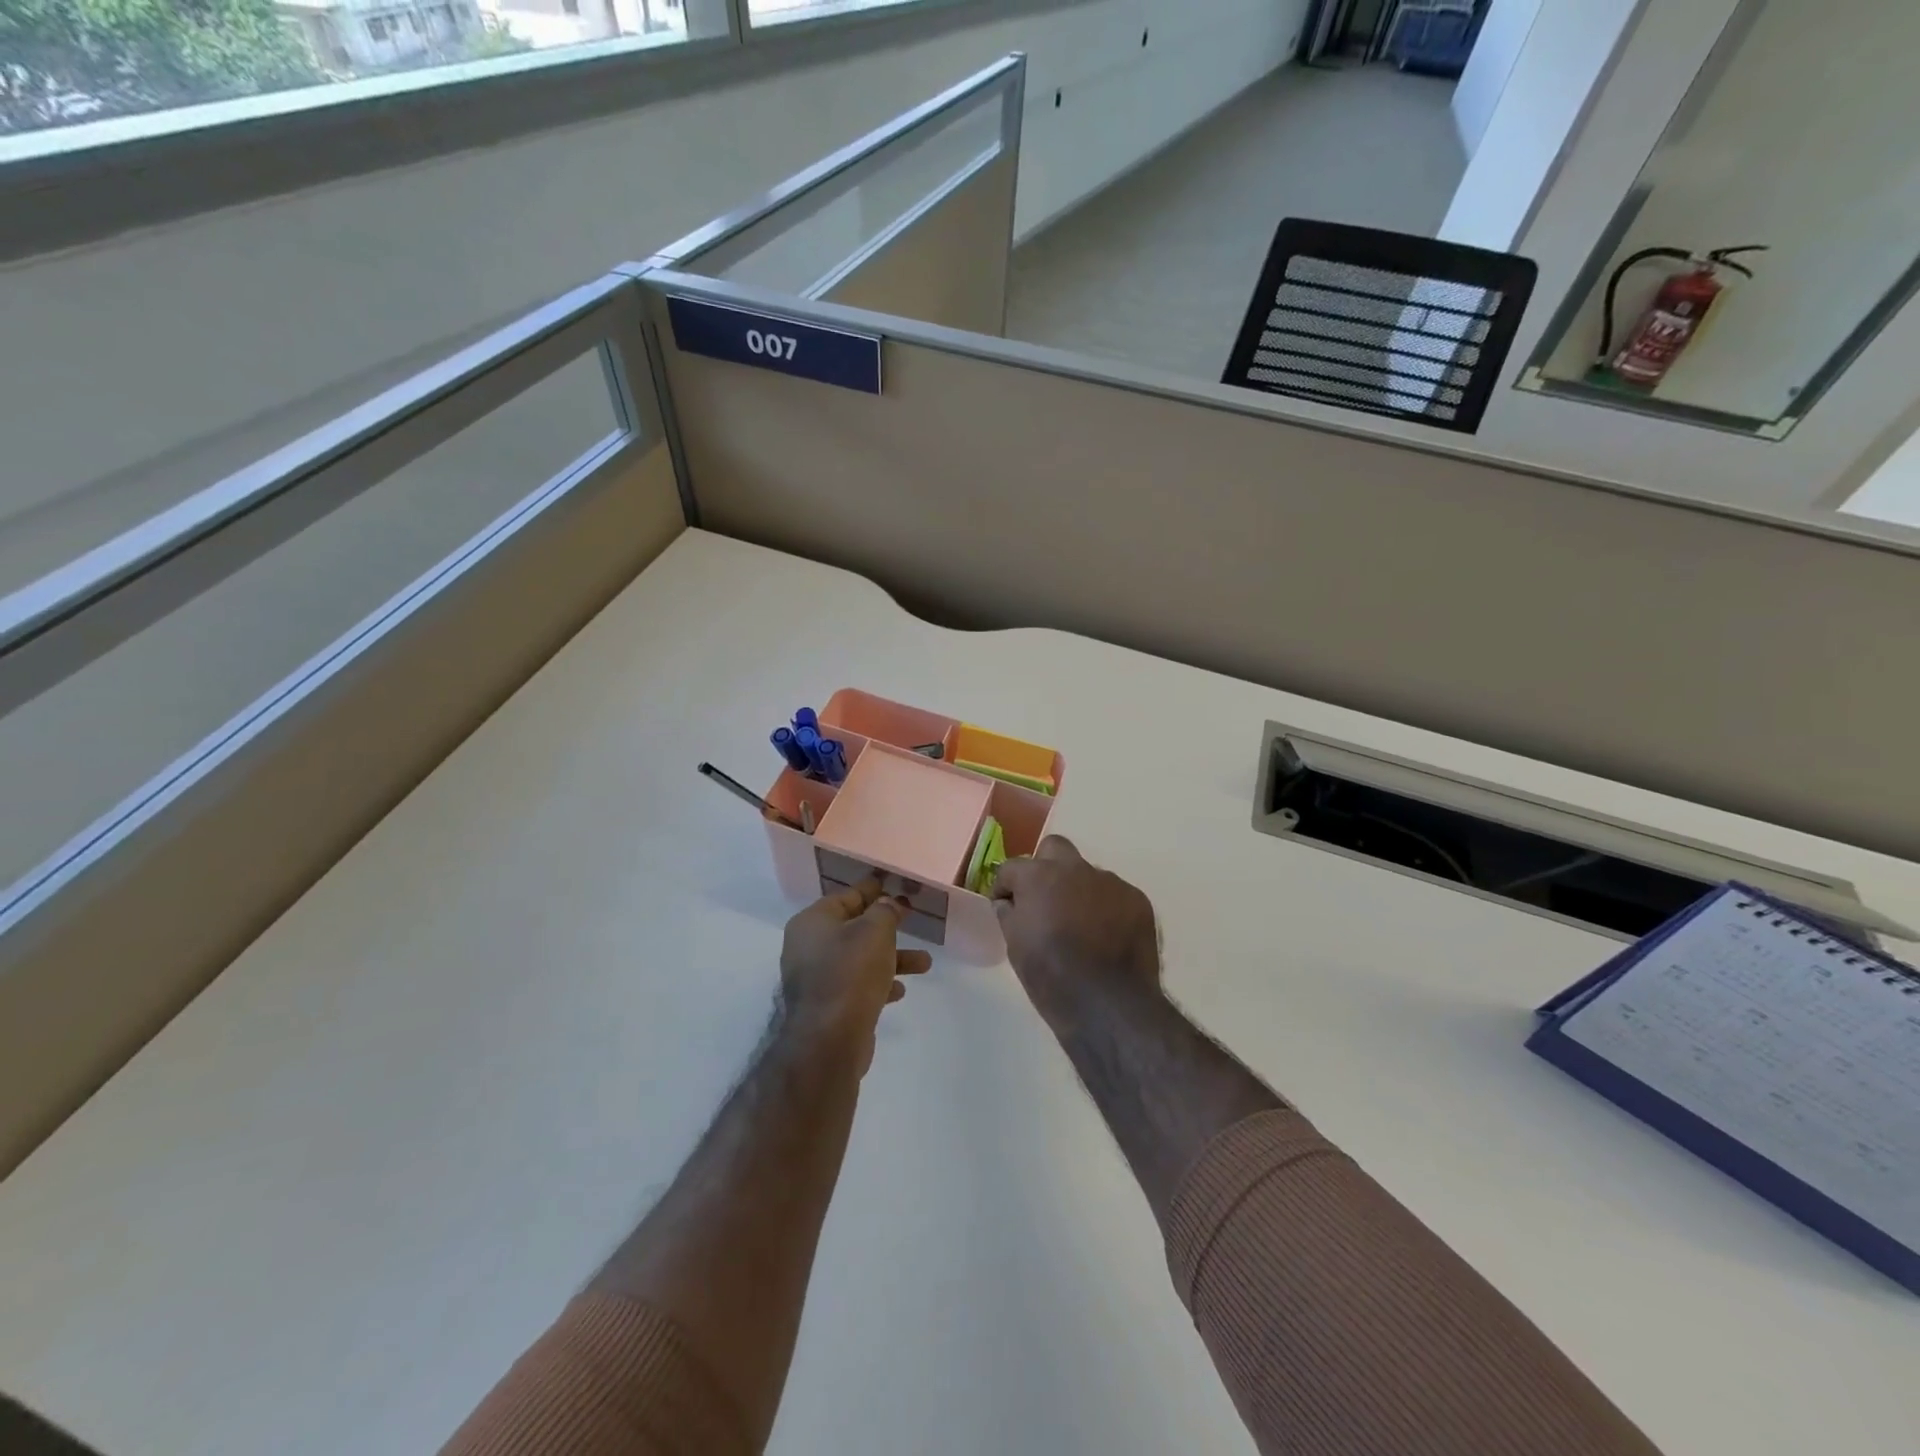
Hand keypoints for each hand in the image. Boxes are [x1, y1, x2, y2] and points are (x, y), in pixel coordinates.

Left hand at [780, 879, 931, 1072]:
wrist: (829, 1039)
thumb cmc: (851, 972)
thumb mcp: (875, 930)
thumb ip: (885, 911)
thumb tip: (888, 904)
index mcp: (812, 922)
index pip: (846, 897)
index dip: (871, 889)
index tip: (890, 883)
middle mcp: (809, 947)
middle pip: (853, 927)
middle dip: (886, 926)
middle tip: (911, 918)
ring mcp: (816, 979)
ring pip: (860, 958)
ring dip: (892, 958)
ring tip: (925, 963)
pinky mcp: (828, 1005)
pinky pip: (857, 985)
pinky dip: (879, 982)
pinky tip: (900, 989)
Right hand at [991, 837, 1160, 1029]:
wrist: (1109, 1005)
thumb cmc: (1051, 976)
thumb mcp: (1015, 947)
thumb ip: (1009, 915)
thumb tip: (1008, 902)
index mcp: (1039, 876)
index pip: (1011, 867)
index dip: (1005, 886)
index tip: (1005, 906)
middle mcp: (1075, 869)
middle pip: (1054, 849)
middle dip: (1044, 867)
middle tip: (1043, 900)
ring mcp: (1110, 882)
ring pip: (1087, 874)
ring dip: (1078, 891)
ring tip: (1080, 927)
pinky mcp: (1137, 900)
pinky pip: (1114, 895)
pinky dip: (1105, 908)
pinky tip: (1105, 937)